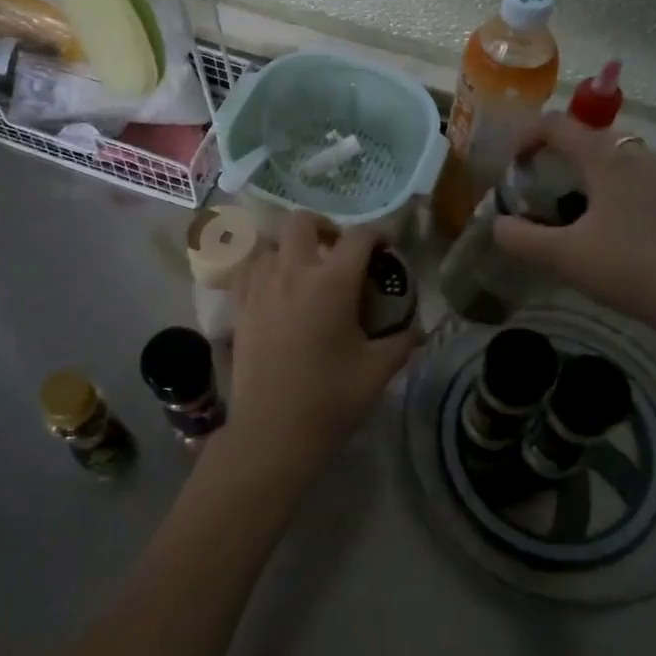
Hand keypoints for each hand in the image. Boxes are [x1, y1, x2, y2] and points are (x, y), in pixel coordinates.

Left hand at [221, 214, 417, 485]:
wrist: (272, 433)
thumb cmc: (330, 400)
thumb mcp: (377, 371)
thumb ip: (401, 342)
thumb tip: (416, 330)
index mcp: (332, 283)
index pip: (358, 237)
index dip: (378, 234)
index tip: (386, 248)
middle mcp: (292, 273)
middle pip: (302, 222)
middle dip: (325, 226)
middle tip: (339, 251)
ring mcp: (260, 288)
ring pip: (270, 243)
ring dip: (290, 247)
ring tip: (304, 270)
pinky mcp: (239, 308)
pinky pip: (247, 269)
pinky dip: (263, 267)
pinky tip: (274, 288)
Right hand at [492, 114, 655, 350]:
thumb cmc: (628, 268)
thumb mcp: (563, 257)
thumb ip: (520, 238)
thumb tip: (497, 224)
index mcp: (606, 160)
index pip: (559, 125)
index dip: (528, 135)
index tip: (514, 163)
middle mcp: (641, 158)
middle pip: (594, 138)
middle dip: (564, 154)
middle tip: (547, 186)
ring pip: (625, 161)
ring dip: (598, 174)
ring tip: (584, 212)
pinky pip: (650, 186)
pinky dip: (627, 196)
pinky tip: (627, 236)